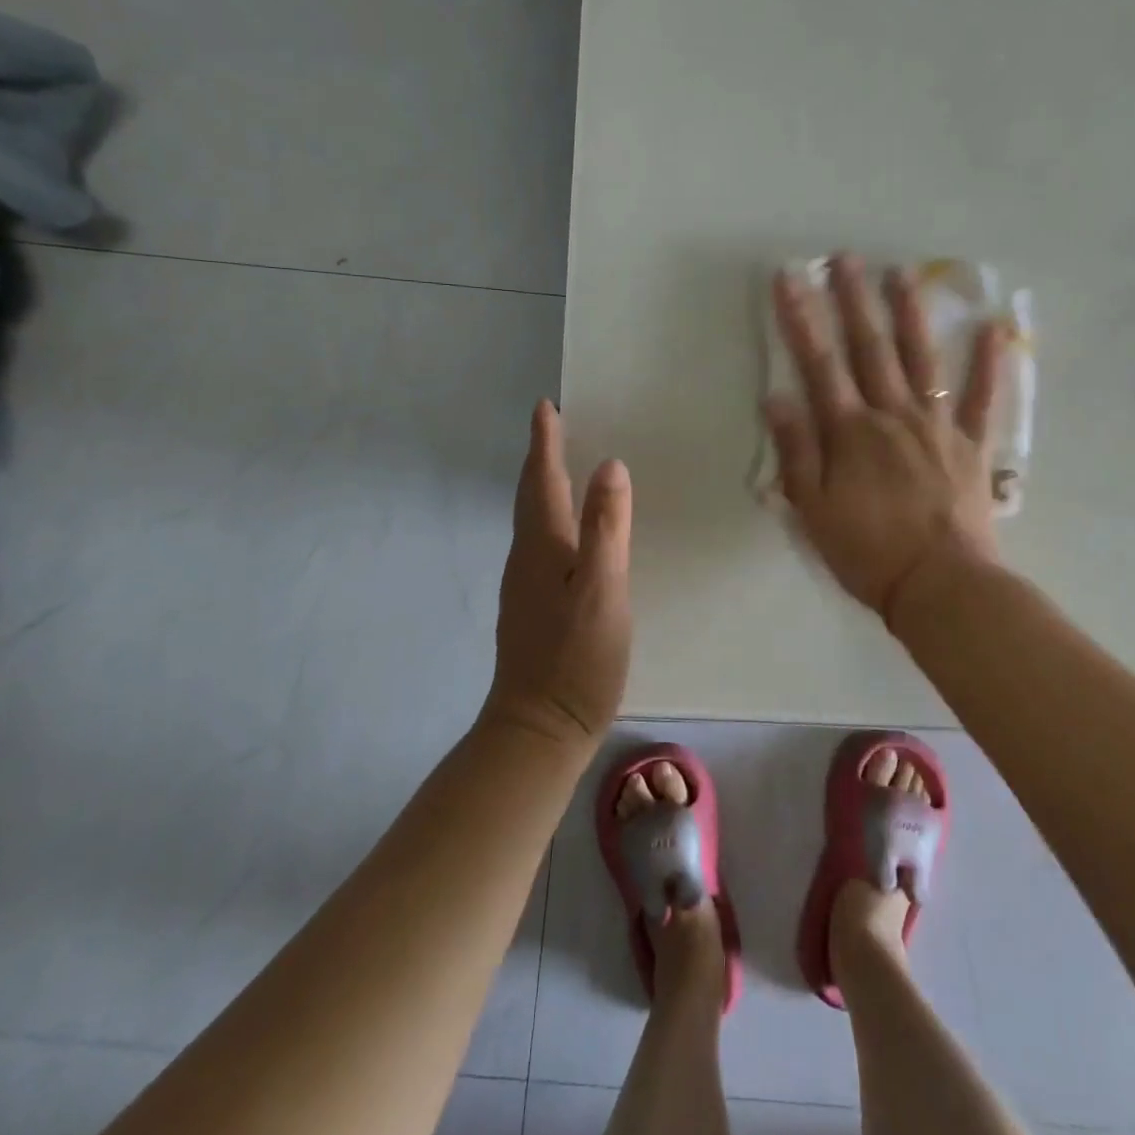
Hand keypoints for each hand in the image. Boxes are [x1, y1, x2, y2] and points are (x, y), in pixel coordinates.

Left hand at [482, 401, 632, 749]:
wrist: (540, 728)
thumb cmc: (575, 657)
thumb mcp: (602, 588)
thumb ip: (605, 527)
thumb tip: (608, 465)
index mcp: (543, 546)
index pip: (543, 480)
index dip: (545, 442)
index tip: (546, 406)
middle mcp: (526, 558)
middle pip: (532, 496)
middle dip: (541, 459)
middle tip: (555, 427)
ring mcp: (526, 585)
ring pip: (533, 521)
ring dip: (545, 488)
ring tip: (563, 468)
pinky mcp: (533, 608)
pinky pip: (541, 544)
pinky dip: (552, 520)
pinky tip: (569, 533)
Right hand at [764, 254, 1004, 621]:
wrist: (939, 585)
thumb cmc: (866, 552)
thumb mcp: (812, 509)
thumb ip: (796, 451)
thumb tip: (776, 396)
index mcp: (850, 432)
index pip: (818, 364)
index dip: (800, 319)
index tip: (788, 279)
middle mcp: (892, 415)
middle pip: (870, 348)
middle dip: (853, 300)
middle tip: (844, 257)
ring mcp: (936, 426)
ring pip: (921, 358)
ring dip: (909, 313)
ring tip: (901, 272)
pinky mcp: (970, 445)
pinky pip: (981, 398)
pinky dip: (989, 362)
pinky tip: (993, 328)